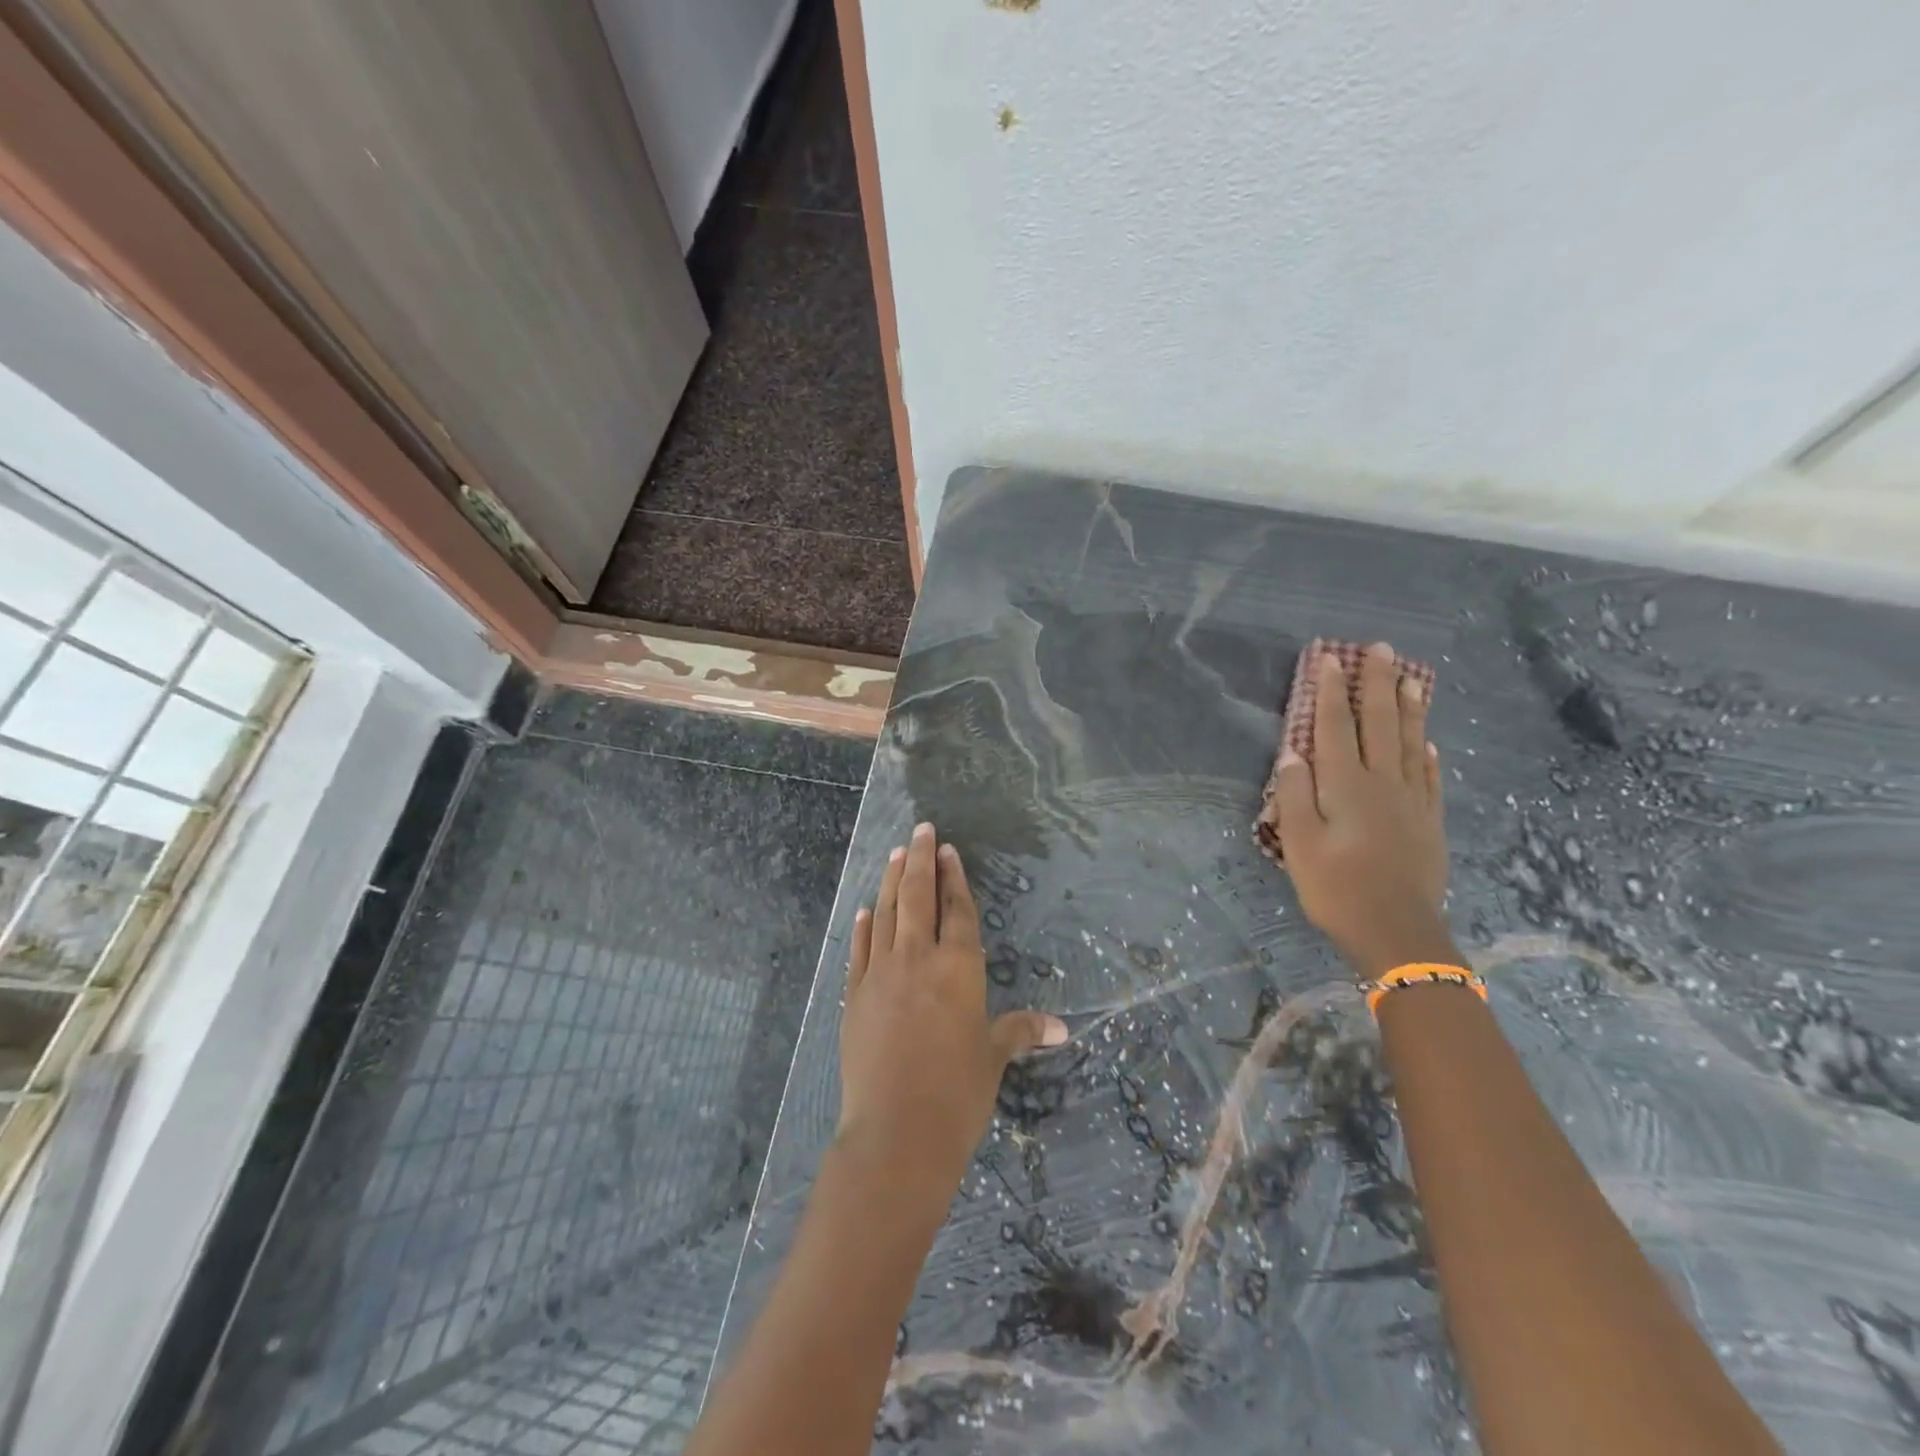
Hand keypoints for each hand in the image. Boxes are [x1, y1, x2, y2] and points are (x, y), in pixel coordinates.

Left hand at [837, 823, 1067, 1210]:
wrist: (896, 1134)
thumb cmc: (957, 1095)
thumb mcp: (992, 1059)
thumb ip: (1020, 1031)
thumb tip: (1060, 1027)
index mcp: (959, 968)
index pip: (957, 910)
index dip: (954, 878)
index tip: (948, 850)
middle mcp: (918, 959)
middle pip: (918, 897)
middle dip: (919, 859)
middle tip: (920, 830)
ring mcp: (881, 974)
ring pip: (887, 914)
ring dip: (890, 881)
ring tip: (894, 854)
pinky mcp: (854, 996)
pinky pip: (860, 949)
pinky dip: (864, 926)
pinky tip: (866, 910)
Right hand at [1274, 642, 1452, 978]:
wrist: (1398, 932)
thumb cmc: (1337, 887)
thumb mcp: (1299, 844)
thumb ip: (1294, 795)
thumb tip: (1292, 753)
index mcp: (1347, 786)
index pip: (1336, 728)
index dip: (1332, 692)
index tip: (1331, 658)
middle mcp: (1383, 783)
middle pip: (1380, 724)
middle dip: (1378, 685)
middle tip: (1381, 649)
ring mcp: (1412, 801)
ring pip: (1411, 744)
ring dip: (1408, 709)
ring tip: (1411, 678)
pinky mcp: (1429, 822)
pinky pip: (1430, 777)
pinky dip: (1428, 754)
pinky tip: (1428, 741)